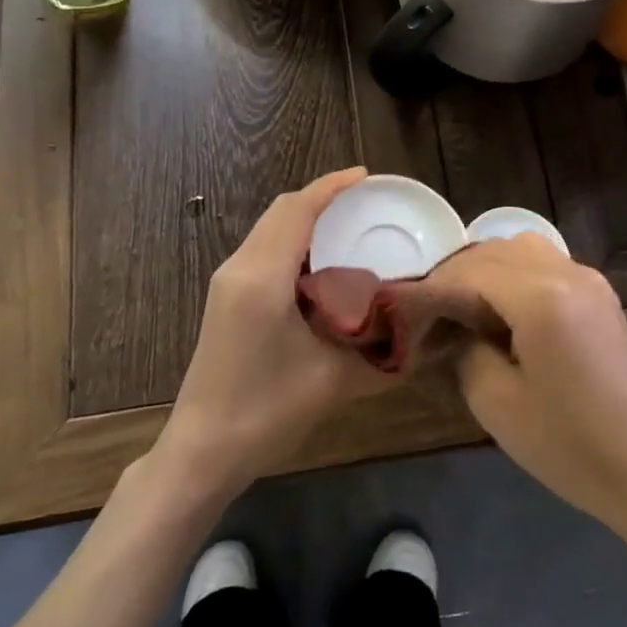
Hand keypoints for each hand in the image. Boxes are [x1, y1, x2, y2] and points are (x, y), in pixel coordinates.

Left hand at [155, 167, 392, 499]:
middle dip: (321, 198)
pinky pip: (262, 249)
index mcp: (263, 277)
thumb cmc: (266, 412)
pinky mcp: (225, 297)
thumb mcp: (334, 380)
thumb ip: (382, 353)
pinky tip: (319, 264)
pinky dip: (292, 241)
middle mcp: (240, 267)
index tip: (366, 176)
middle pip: (281, 211)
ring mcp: (227, 281)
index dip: (331, 187)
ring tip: (347, 226)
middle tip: (364, 202)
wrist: (202, 450)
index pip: (298, 210)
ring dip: (305, 219)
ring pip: (269, 228)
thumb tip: (424, 337)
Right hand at [430, 236, 626, 535]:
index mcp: (542, 297)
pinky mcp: (601, 295)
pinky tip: (505, 312)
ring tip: (466, 309)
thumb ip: (464, 349)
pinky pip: (547, 265)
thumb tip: (452, 325)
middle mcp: (568, 273)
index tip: (409, 310)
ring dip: (488, 269)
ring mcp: (590, 280)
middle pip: (496, 250)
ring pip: (523, 249)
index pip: (471, 270)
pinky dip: (516, 275)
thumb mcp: (496, 402)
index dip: (435, 286)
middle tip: (432, 312)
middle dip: (458, 274)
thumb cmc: (569, 445)